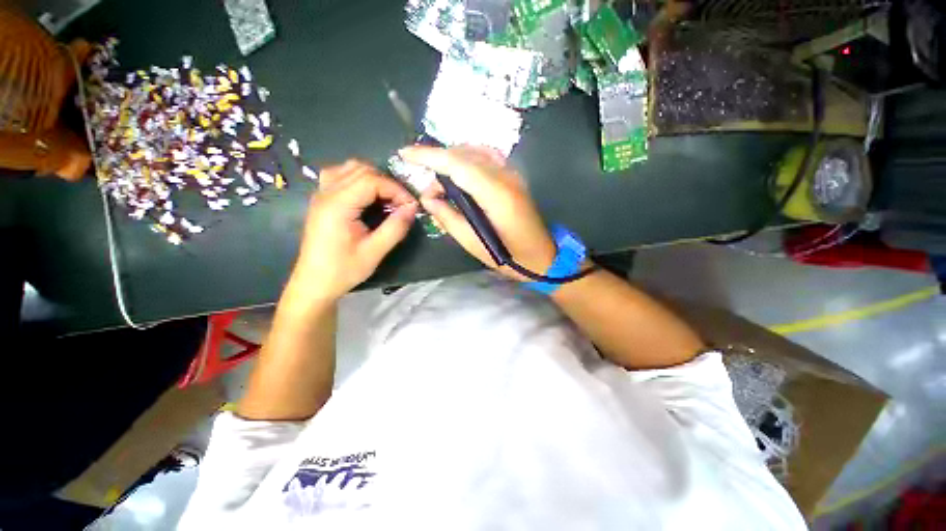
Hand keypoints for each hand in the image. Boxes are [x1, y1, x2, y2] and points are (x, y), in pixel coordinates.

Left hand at [288, 160, 417, 301]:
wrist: (314, 283)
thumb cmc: (344, 270)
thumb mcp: (375, 252)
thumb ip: (395, 228)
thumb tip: (413, 208)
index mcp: (337, 205)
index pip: (371, 180)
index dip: (396, 189)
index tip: (411, 205)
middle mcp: (326, 193)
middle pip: (361, 169)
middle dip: (387, 183)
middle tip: (401, 203)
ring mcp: (321, 194)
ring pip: (350, 168)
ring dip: (373, 178)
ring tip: (387, 198)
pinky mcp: (322, 200)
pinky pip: (340, 176)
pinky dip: (359, 179)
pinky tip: (367, 196)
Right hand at [399, 145, 554, 281]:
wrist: (541, 256)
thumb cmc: (508, 256)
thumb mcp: (472, 243)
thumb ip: (448, 217)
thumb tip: (427, 198)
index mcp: (496, 195)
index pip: (457, 164)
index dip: (429, 156)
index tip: (405, 153)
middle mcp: (506, 176)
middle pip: (465, 155)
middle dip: (438, 163)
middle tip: (428, 190)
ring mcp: (513, 174)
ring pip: (475, 152)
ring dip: (452, 160)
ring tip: (441, 184)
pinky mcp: (514, 177)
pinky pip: (487, 157)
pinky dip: (468, 160)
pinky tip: (460, 175)